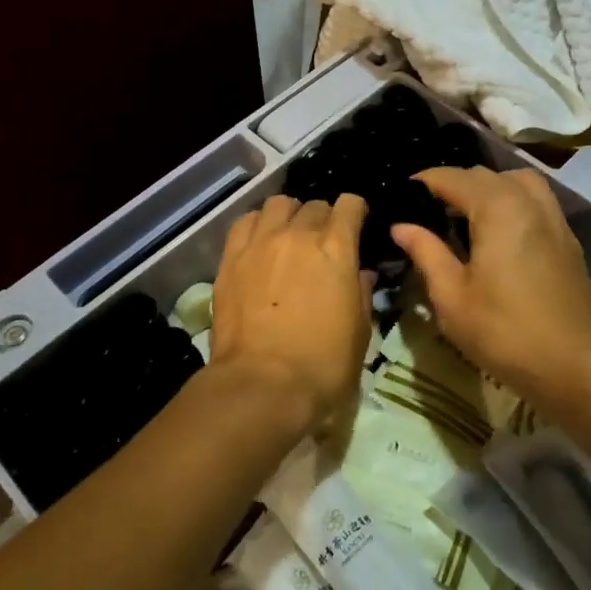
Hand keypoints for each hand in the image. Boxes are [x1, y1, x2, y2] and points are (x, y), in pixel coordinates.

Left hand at [210, 193, 371, 437]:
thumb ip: (360, 293)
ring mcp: (261, 243)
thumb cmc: (323, 365)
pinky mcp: (230, 258)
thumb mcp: (359, 332)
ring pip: (277, 204)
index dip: (355, 211)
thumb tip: (360, 274)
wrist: (263, 385)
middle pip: (314, 205)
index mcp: (337, 249)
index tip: (356, 223)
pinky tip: (259, 242)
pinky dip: (257, 224)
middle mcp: (298, 234)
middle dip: (322, 218)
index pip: (349, 205)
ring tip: (288, 234)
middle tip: (321, 241)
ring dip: (288, 215)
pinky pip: (245, 222)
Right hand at [390, 167, 590, 399]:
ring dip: (489, 187)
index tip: (401, 195)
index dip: (423, 182)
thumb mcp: (451, 297)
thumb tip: (401, 226)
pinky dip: (514, 201)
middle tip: (427, 210)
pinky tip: (500, 232)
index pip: (452, 178)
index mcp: (497, 208)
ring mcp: (554, 218)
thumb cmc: (504, 331)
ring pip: (517, 181)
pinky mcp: (568, 239)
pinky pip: (537, 201)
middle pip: (485, 175)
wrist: (573, 365)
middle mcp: (528, 201)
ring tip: (467, 214)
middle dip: (454, 184)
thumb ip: (426, 253)